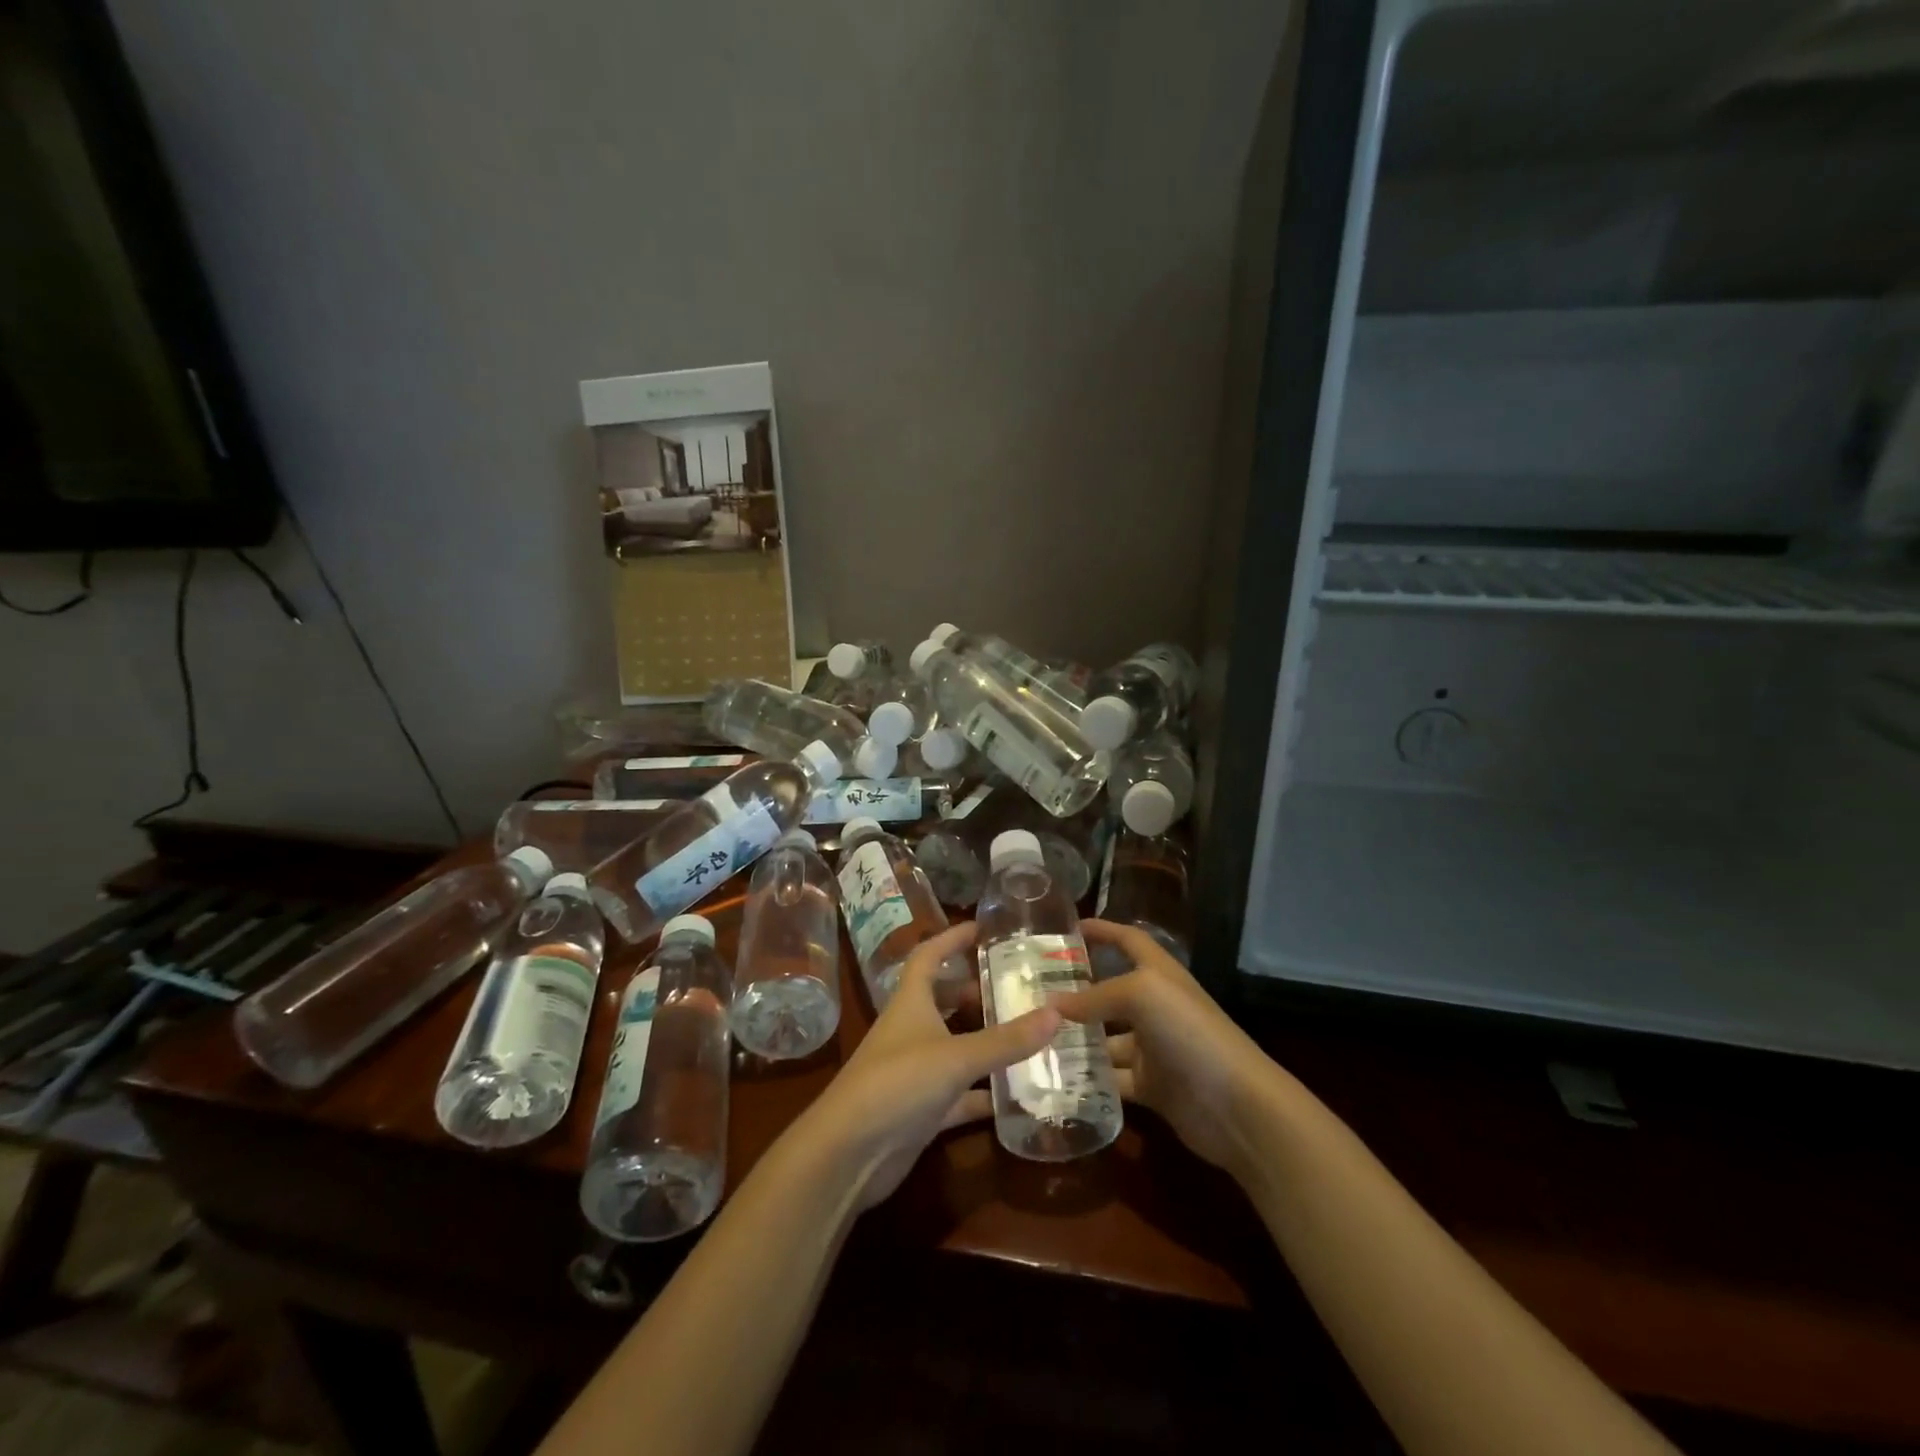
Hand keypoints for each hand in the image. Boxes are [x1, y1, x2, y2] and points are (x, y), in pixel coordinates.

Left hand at [786, 921, 1059, 1209]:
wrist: (848, 1153)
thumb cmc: (897, 1084)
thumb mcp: (956, 1056)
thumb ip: (1006, 1039)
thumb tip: (1058, 1013)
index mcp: (911, 1002)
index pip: (929, 956)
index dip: (952, 939)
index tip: (983, 928)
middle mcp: (910, 1030)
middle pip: (943, 999)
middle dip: (974, 990)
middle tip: (1016, 986)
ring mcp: (914, 1071)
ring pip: (953, 1045)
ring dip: (982, 1039)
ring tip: (1024, 1031)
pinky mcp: (920, 1110)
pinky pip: (959, 1094)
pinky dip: (983, 1093)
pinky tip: (1015, 1095)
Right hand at [1056, 920, 1280, 1177]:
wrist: (1236, 1105)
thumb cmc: (1190, 1031)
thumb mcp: (1141, 995)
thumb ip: (1094, 997)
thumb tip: (1051, 1005)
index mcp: (1158, 974)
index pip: (1128, 941)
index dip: (1102, 931)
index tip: (1068, 929)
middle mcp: (1155, 1006)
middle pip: (1110, 992)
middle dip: (1076, 991)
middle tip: (1032, 993)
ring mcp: (1153, 1048)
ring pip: (1105, 1039)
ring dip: (1076, 1040)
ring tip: (1033, 1038)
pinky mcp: (1151, 1086)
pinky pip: (1112, 1078)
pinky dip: (1089, 1079)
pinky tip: (1055, 1078)